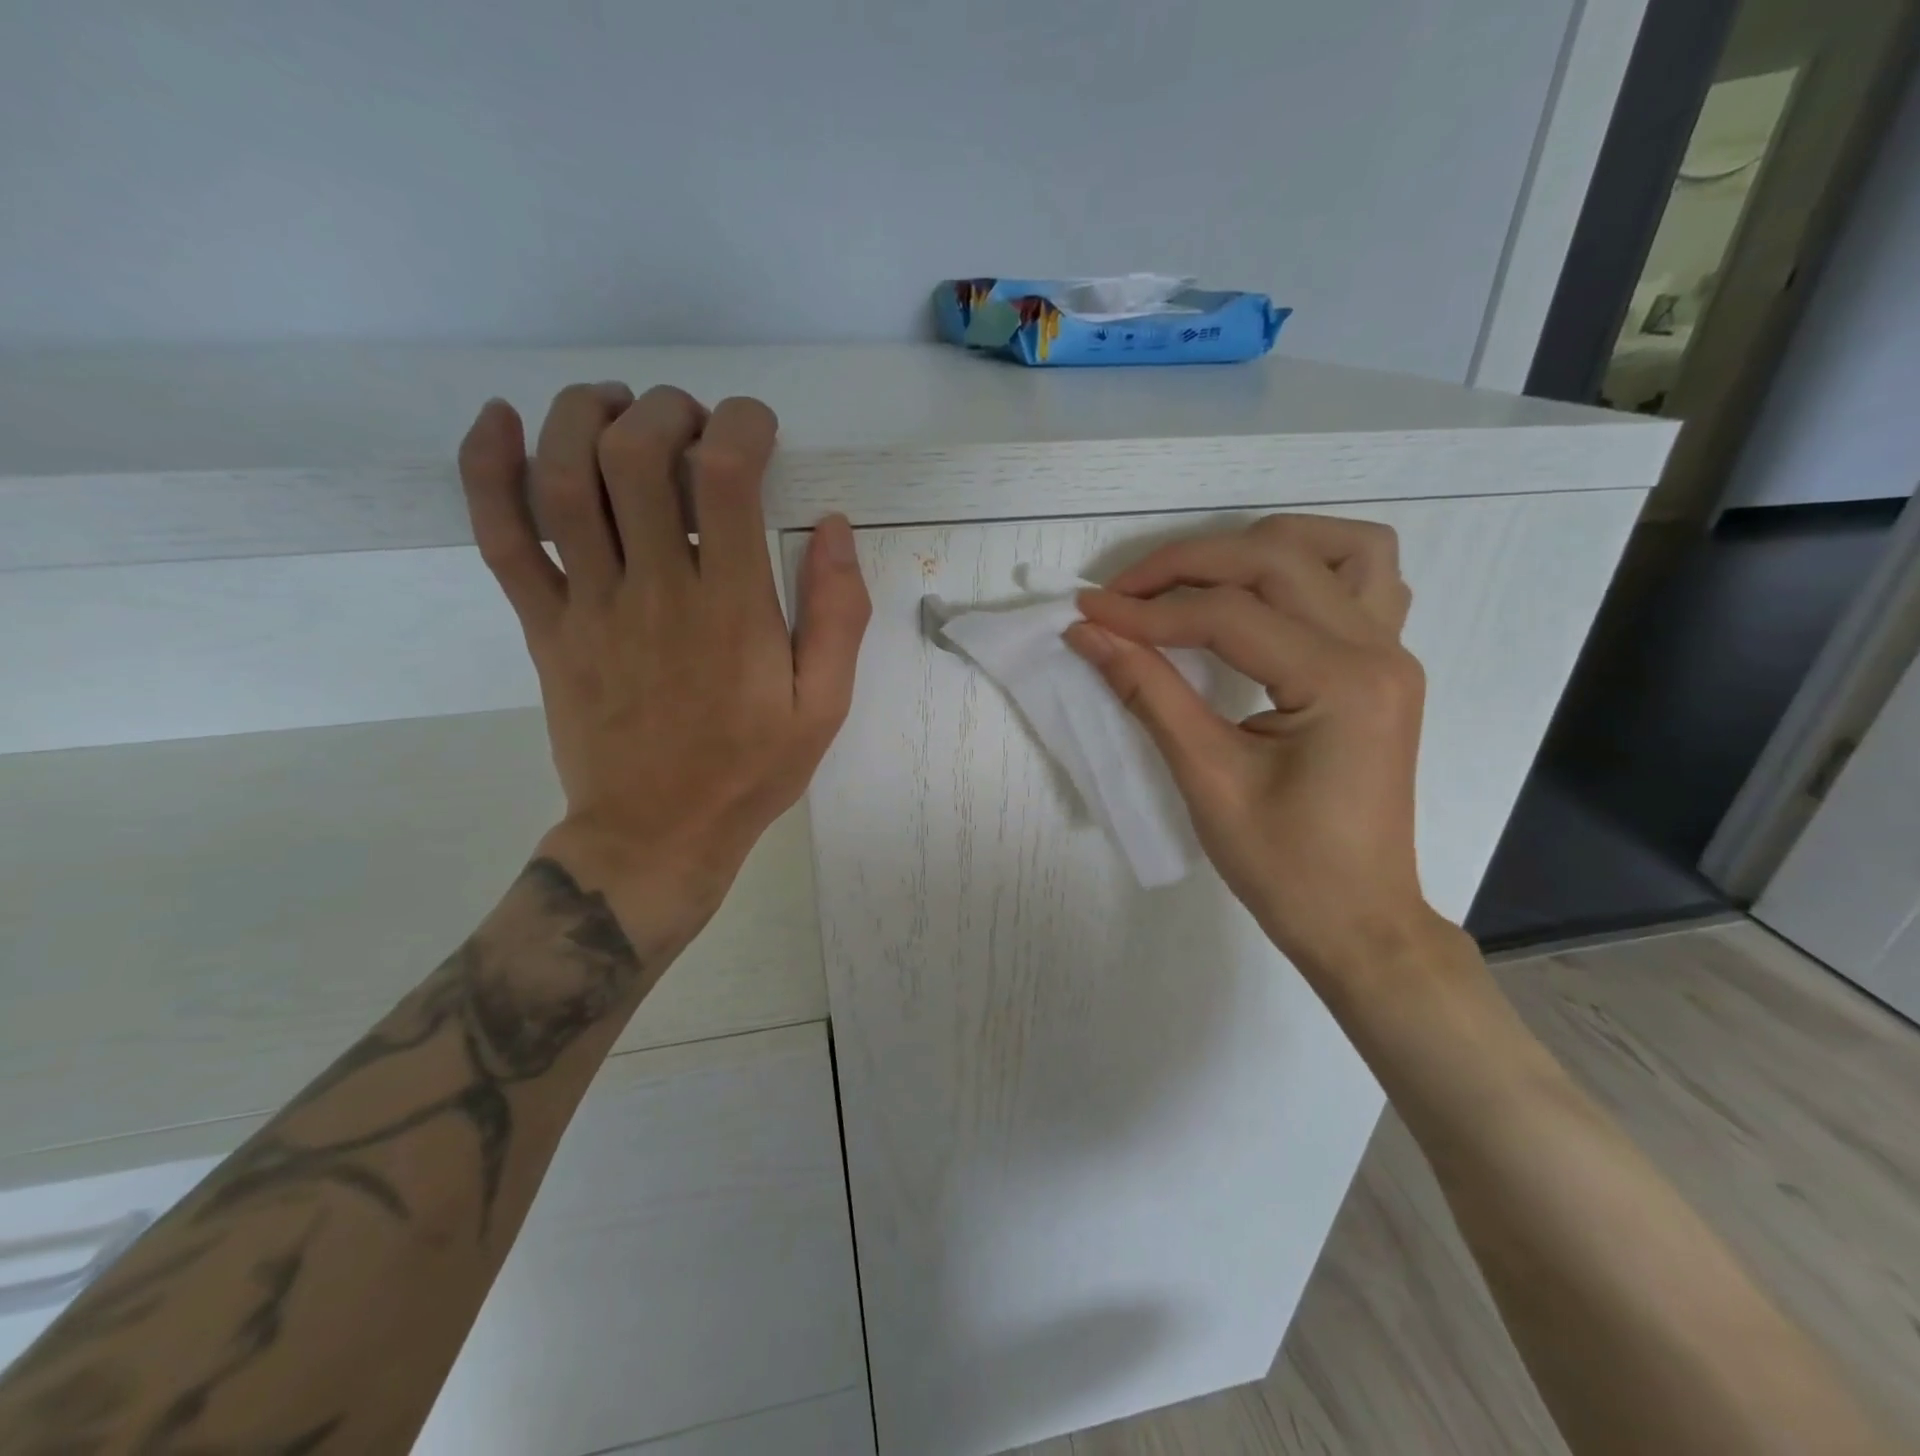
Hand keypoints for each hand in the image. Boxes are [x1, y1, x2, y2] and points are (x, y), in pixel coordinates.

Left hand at [457, 383, 870, 937]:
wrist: (656, 835)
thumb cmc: (749, 772)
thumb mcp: (824, 706)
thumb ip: (838, 616)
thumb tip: (835, 527)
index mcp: (731, 610)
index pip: (725, 477)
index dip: (740, 425)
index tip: (757, 428)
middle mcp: (654, 591)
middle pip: (633, 457)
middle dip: (664, 411)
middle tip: (691, 422)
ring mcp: (588, 607)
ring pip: (561, 480)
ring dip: (583, 417)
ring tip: (617, 406)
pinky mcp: (544, 627)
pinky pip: (501, 538)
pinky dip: (487, 470)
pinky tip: (499, 421)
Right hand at [1064, 515, 1439, 994]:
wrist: (1358, 920)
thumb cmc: (1285, 867)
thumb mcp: (1206, 778)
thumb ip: (1147, 692)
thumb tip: (1088, 634)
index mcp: (1341, 682)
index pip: (1227, 616)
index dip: (1147, 611)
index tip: (1086, 612)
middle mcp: (1379, 649)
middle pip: (1275, 561)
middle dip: (1187, 566)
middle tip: (1121, 595)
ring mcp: (1393, 652)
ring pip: (1338, 548)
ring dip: (1260, 547)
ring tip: (1198, 578)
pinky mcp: (1385, 666)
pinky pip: (1363, 581)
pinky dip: (1309, 568)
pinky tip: (1264, 595)